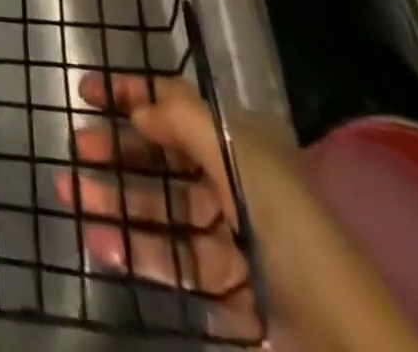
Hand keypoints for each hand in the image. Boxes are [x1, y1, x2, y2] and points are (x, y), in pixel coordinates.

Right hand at [55, 73, 271, 339]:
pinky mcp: (229, 289)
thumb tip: (139, 109)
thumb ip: (182, 120)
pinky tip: (99, 243)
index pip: (177, 107)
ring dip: (114, 200)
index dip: (132, 94)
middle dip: (117, 149)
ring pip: (160, 210)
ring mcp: (231, 238)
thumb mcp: (237, 154)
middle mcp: (234, 183)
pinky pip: (172, 262)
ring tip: (70, 194)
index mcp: (240, 145)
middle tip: (77, 146)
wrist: (348, 339)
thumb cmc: (289, 227)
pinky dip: (134, 250)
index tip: (87, 91)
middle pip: (164, 158)